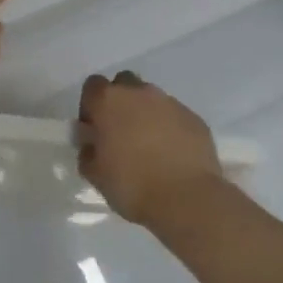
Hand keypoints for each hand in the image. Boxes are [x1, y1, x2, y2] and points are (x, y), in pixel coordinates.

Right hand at [77, 72, 223, 230]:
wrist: (186, 199)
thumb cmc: (131, 185)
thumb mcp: (94, 174)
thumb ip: (87, 151)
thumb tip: (92, 144)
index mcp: (109, 101)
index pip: (92, 86)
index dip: (90, 106)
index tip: (93, 129)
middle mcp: (139, 93)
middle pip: (124, 84)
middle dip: (120, 103)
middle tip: (120, 133)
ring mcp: (170, 103)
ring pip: (152, 99)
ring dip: (146, 115)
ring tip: (149, 146)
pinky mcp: (194, 118)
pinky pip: (175, 116)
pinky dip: (169, 128)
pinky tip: (171, 154)